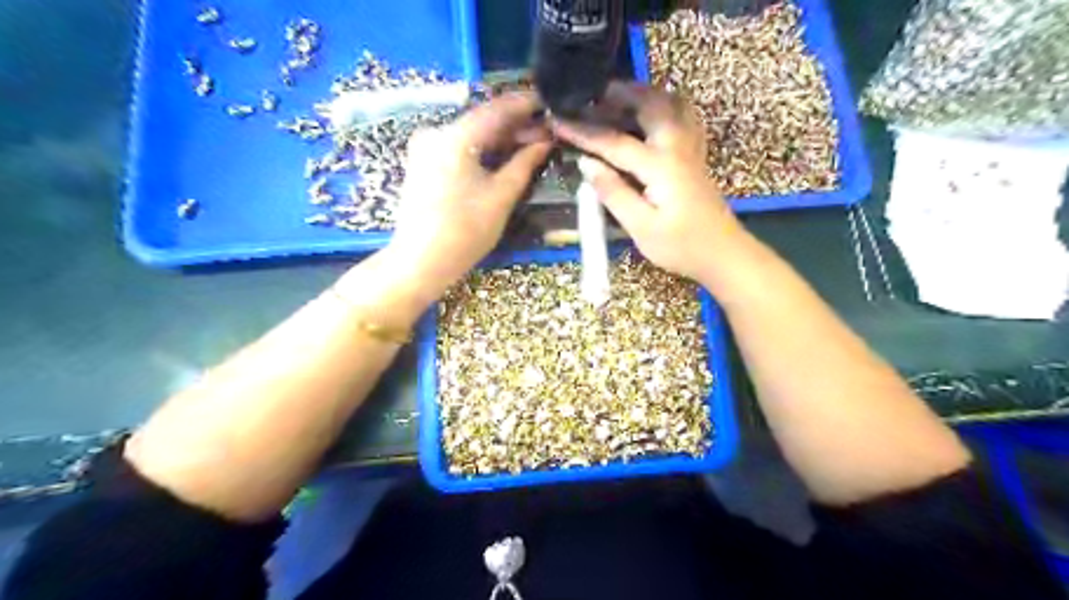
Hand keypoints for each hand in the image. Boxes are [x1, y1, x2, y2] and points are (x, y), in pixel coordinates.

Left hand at [382, 90, 550, 299]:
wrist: (420, 261)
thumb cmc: (465, 231)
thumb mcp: (501, 196)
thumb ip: (525, 163)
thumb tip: (545, 140)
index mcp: (454, 136)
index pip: (497, 109)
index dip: (526, 104)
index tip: (550, 103)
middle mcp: (435, 132)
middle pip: (482, 120)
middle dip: (515, 125)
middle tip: (546, 132)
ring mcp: (425, 147)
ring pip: (471, 133)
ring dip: (500, 138)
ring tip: (530, 144)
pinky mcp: (423, 162)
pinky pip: (458, 146)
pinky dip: (481, 148)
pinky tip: (501, 156)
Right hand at [551, 79, 744, 280]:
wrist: (724, 254)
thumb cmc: (681, 247)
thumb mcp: (642, 228)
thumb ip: (614, 193)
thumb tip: (587, 164)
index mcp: (660, 165)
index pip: (614, 142)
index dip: (583, 131)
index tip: (557, 119)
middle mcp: (677, 147)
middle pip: (650, 104)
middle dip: (619, 93)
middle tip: (592, 94)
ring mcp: (691, 149)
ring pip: (671, 104)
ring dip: (644, 94)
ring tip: (620, 97)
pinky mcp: (696, 157)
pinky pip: (684, 116)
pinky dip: (666, 105)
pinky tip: (654, 114)